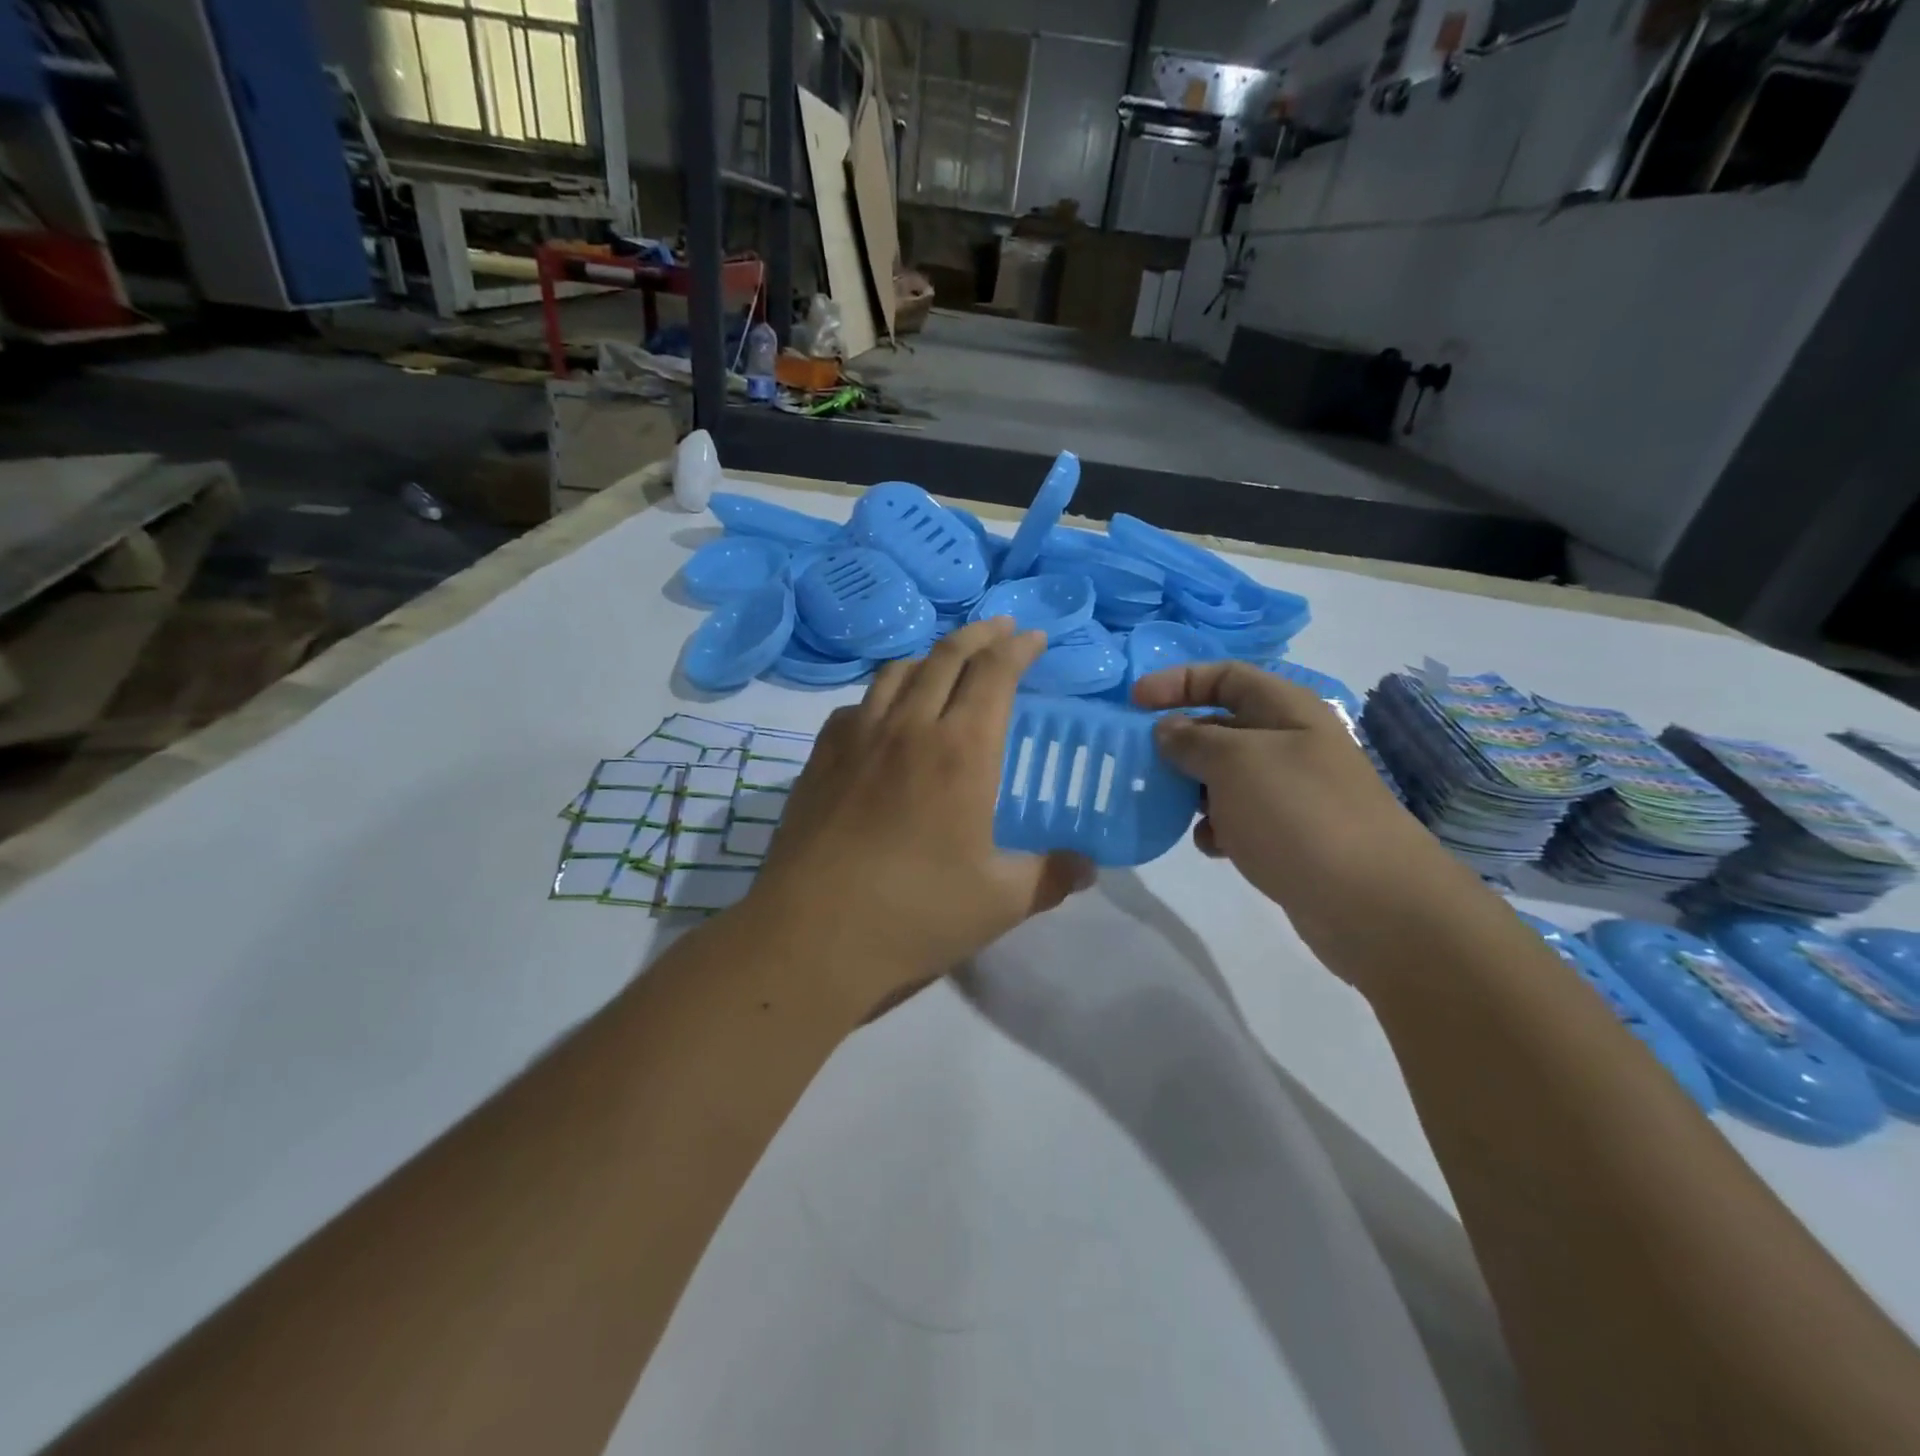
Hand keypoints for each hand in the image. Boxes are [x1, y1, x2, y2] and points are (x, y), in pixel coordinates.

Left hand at [743, 618, 1094, 1017]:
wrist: (813, 937)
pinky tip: (886, 714)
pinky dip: (884, 693)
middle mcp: (910, 727)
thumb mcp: (1000, 902)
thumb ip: (1051, 877)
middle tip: (1001, 629)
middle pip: (947, 656)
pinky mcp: (821, 757)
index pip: (995, 674)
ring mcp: (858, 737)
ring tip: (947, 660)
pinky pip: (859, 704)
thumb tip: (1088, 867)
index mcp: (962, 751)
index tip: (1034, 637)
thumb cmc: (916, 914)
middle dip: (980, 634)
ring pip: (898, 671)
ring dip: (931, 655)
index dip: (1019, 648)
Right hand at [1133, 661, 1454, 959]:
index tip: (1133, 703)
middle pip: (1221, 725)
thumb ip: (1192, 740)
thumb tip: (1167, 730)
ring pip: (1225, 775)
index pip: (1225, 675)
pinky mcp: (1289, 834)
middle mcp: (1290, 743)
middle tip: (1138, 761)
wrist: (1371, 903)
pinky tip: (1209, 845)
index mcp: (1286, 710)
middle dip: (1178, 740)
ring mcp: (1292, 791)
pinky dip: (1216, 826)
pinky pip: (1238, 817)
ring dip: (1191, 788)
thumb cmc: (1298, 814)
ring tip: (1166, 806)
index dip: (1177, 681)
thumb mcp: (1235, 763)